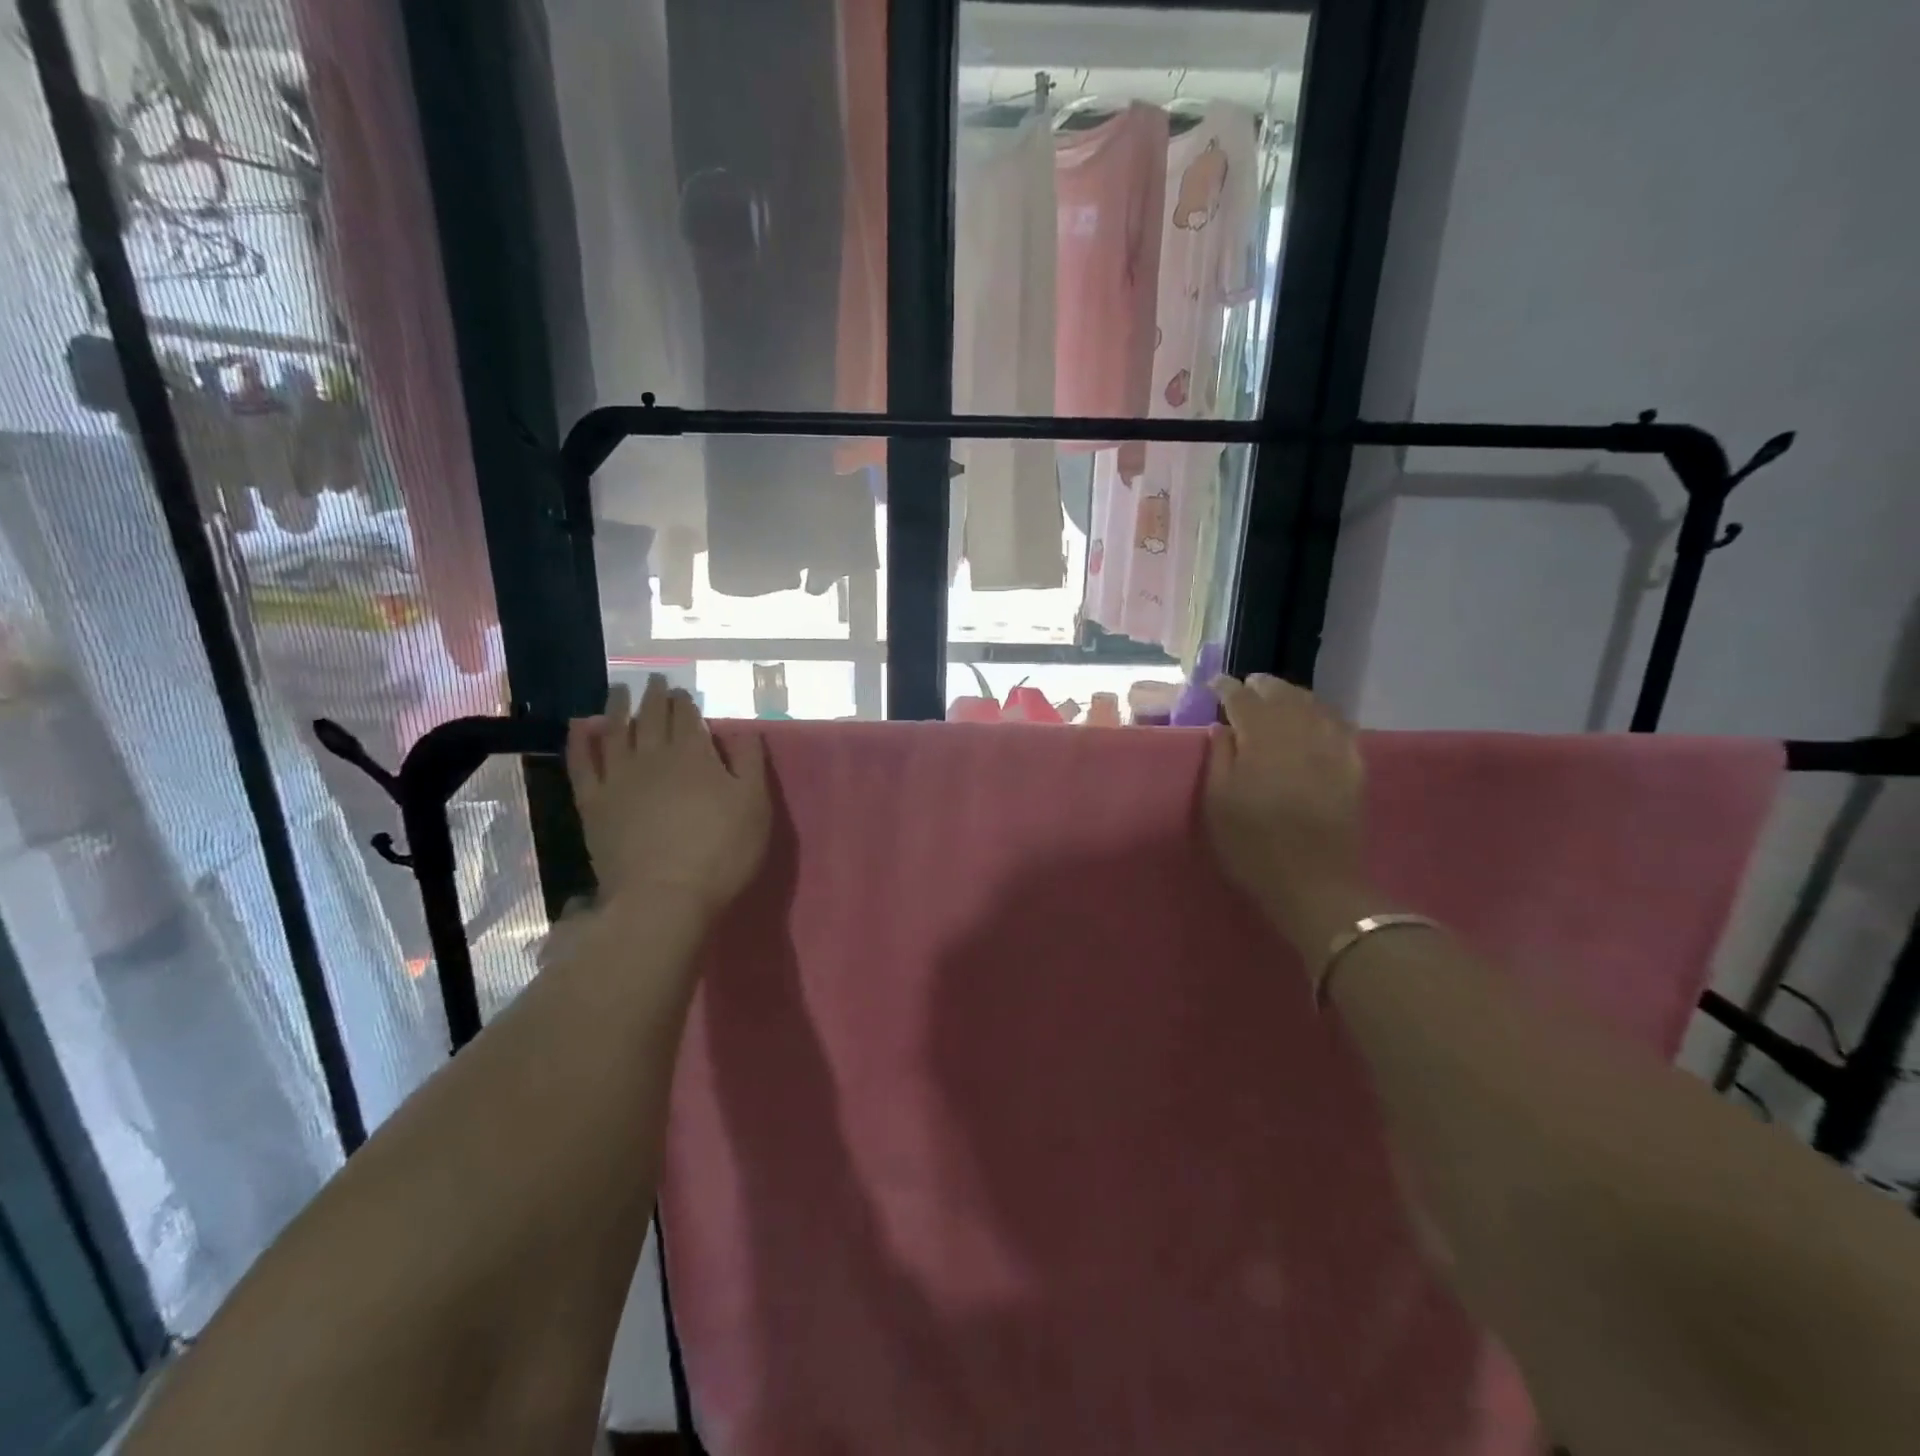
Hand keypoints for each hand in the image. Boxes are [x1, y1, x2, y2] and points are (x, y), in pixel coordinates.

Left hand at [566, 676, 770, 920]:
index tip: (683, 693)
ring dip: (617, 707)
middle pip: (652, 718)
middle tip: (655, 682)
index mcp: (694, 754)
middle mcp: (653, 756)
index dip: (685, 703)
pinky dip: (580, 741)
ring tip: (619, 691)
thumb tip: (744, 730)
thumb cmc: (721, 852)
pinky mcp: (594, 803)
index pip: (687, 717)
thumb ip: (750, 763)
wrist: (664, 897)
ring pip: (615, 731)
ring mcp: (618, 778)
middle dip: (655, 697)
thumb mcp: (755, 806)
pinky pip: (582, 763)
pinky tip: (580, 727)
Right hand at [1204, 674, 1368, 950]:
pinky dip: (1324, 714)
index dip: (1228, 689)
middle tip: (1247, 685)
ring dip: (1293, 695)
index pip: (1243, 700)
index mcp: (1262, 740)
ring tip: (1279, 696)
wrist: (1313, 883)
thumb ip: (1220, 759)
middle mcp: (1300, 734)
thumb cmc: (1253, 845)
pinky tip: (1318, 718)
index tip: (1215, 684)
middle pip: (1282, 695)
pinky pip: (1340, 726)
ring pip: (1313, 706)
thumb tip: (1223, 728)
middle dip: (1263, 686)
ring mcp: (1332, 748)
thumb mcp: (1218, 804)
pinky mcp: (1353, 767)